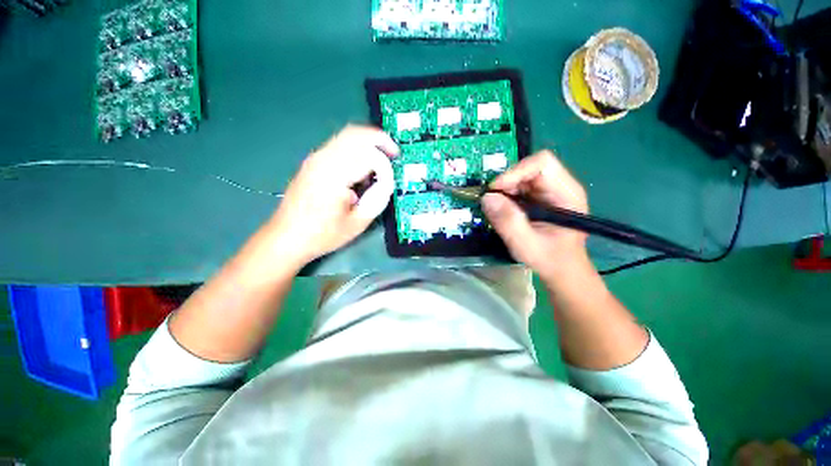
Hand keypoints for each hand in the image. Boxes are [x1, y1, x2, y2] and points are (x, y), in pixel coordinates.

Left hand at [266, 125, 398, 268]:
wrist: (287, 237)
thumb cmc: (322, 234)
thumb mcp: (358, 223)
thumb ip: (377, 199)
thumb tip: (387, 181)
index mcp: (334, 175)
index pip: (369, 157)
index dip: (385, 169)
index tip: (389, 184)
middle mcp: (323, 159)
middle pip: (356, 134)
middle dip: (380, 140)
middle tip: (394, 154)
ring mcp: (316, 158)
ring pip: (347, 135)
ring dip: (368, 143)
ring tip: (381, 161)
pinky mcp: (313, 161)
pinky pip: (339, 144)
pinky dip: (357, 148)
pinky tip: (363, 167)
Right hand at [482, 150, 589, 280]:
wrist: (561, 269)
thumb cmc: (550, 259)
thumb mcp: (526, 244)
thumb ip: (508, 222)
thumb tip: (487, 198)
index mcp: (566, 194)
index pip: (542, 164)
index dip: (516, 172)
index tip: (495, 190)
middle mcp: (559, 186)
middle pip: (529, 168)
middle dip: (507, 183)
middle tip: (493, 202)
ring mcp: (548, 191)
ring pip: (521, 176)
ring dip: (504, 190)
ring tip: (498, 209)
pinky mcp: (538, 197)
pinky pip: (518, 187)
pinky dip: (505, 196)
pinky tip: (503, 211)